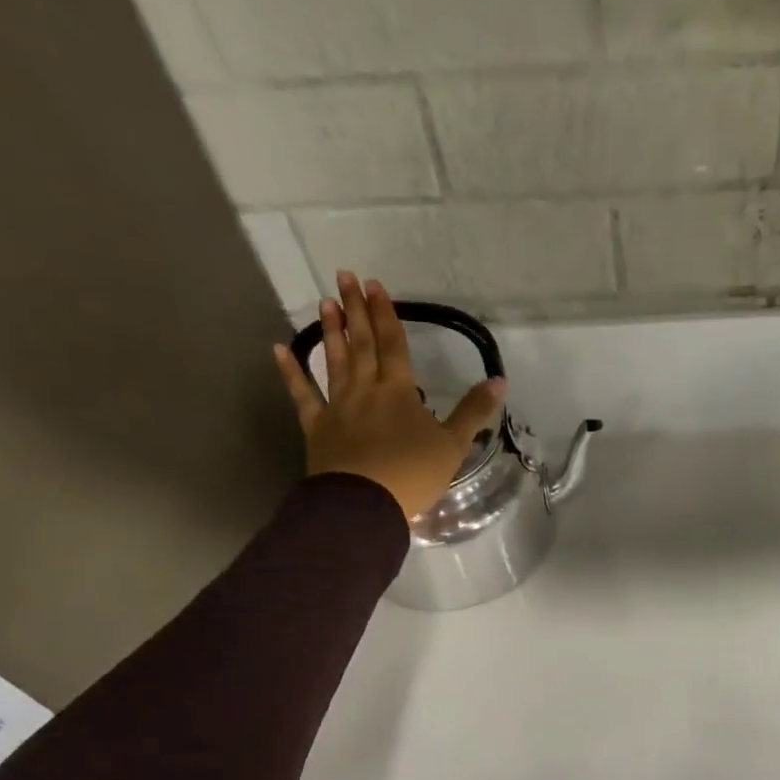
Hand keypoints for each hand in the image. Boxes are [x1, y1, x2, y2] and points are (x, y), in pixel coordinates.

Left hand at [273, 272, 505, 520]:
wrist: (365, 503)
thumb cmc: (413, 474)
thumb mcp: (453, 445)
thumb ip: (474, 412)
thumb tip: (500, 380)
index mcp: (399, 392)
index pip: (393, 345)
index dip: (385, 314)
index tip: (374, 285)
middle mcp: (366, 390)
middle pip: (362, 344)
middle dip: (356, 310)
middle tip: (344, 276)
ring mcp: (338, 407)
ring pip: (335, 362)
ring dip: (331, 332)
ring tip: (325, 303)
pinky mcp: (317, 428)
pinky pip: (302, 395)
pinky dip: (291, 373)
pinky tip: (279, 349)